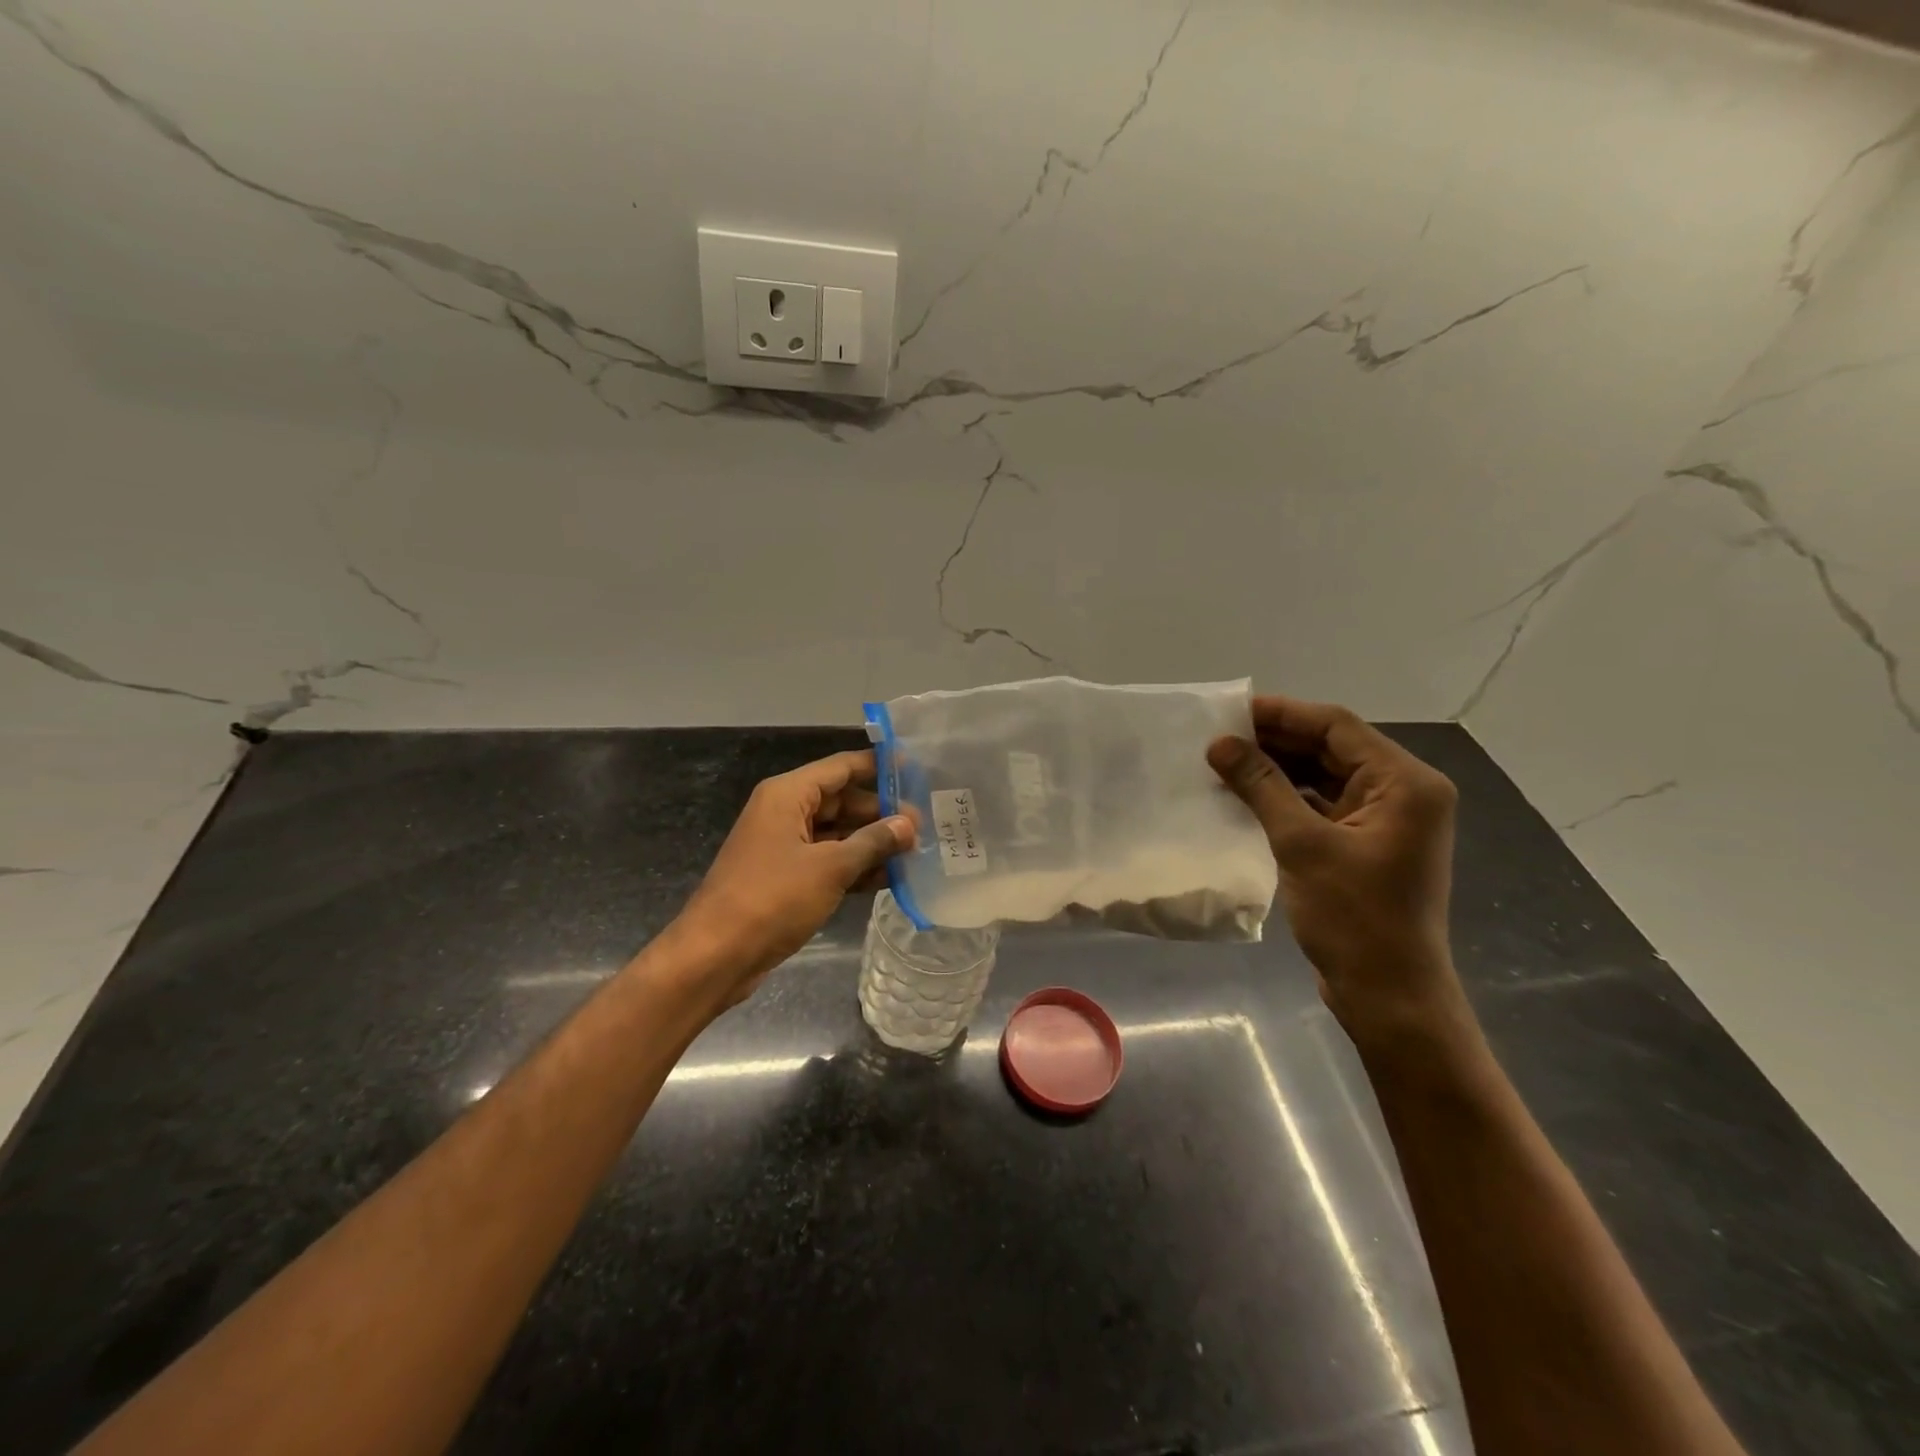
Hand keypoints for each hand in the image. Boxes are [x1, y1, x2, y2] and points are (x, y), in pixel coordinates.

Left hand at [676, 750, 914, 1005]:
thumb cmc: (772, 899)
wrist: (716, 956)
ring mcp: (785, 847)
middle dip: (881, 813)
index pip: (842, 767)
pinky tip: (891, 878)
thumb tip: (908, 824)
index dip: (879, 767)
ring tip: (917, 852)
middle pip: (842, 801)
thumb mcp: (830, 867)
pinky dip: (856, 867)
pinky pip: (829, 862)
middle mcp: (786, 813)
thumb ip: (872, 842)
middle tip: (925, 826)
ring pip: (838, 834)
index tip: (917, 770)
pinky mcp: (788, 878)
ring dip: (872, 843)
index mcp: (788, 795)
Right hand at [1208, 695, 1463, 1043]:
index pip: (1338, 727)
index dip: (1282, 713)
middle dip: (1276, 740)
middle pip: (1333, 748)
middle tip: (1219, 736)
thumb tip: (1219, 743)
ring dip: (1277, 768)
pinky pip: (1322, 804)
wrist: (1388, 995)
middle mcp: (1403, 792)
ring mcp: (1385, 820)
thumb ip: (1262, 786)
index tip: (1230, 711)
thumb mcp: (1302, 845)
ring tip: (1224, 761)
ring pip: (1324, 776)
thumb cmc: (1354, 918)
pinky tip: (1245, 795)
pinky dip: (1286, 797)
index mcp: (1405, 783)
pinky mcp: (1365, 843)